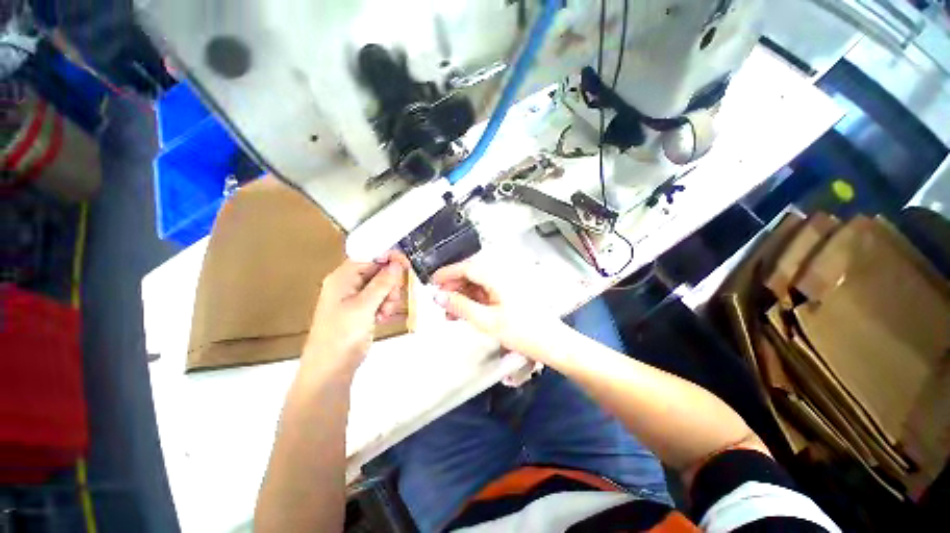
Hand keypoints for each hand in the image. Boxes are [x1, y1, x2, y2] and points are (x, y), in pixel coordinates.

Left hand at [304, 251, 407, 374]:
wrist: (331, 369)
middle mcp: (348, 284)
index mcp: (343, 277)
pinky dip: (385, 306)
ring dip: (389, 298)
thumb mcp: (364, 306)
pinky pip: (380, 300)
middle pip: (378, 272)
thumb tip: (397, 263)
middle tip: (391, 299)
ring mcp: (355, 298)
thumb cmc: (342, 335)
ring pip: (382, 287)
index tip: (406, 264)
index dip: (388, 258)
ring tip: (385, 313)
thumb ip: (382, 283)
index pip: (369, 256)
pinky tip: (382, 318)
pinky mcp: (361, 310)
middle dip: (390, 284)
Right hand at [431, 260, 561, 363]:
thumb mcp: (486, 320)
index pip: (466, 267)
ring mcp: (505, 285)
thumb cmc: (520, 331)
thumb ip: (460, 306)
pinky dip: (473, 302)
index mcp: (497, 276)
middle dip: (453, 287)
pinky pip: (485, 293)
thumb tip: (437, 296)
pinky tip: (464, 314)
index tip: (430, 282)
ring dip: (462, 296)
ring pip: (477, 285)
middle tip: (439, 302)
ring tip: (449, 314)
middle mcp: (501, 275)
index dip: (447, 273)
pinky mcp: (508, 294)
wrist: (551, 343)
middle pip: (471, 274)